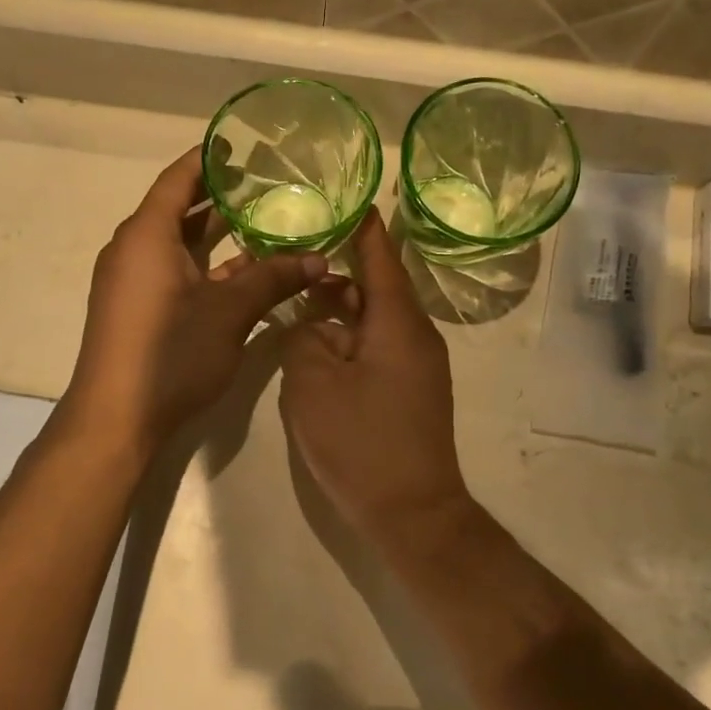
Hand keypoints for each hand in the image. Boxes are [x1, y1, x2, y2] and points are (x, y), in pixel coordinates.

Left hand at [61, 151, 327, 458]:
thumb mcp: (229, 312)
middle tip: (265, 183)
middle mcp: (134, 249)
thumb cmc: (170, 353)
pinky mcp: (138, 309)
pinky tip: (244, 271)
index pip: (179, 178)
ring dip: (217, 235)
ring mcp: (134, 281)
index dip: (209, 158)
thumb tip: (319, 258)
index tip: (240, 144)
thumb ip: (273, 279)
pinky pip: (174, 271)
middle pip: (179, 209)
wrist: (115, 419)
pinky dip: (206, 266)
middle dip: (220, 195)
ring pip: (179, 244)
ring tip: (263, 221)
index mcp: (148, 235)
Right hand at [279, 209, 472, 546]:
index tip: (341, 196)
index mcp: (398, 321)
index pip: (379, 255)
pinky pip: (377, 347)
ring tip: (295, 304)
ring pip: (373, 320)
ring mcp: (417, 365)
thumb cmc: (361, 442)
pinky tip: (316, 349)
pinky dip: (348, 339)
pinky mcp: (411, 390)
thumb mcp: (313, 383)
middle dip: (335, 273)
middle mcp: (415, 334)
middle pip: (374, 287)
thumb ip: (303, 338)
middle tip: (293, 257)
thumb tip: (310, 324)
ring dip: (337, 311)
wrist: (412, 513)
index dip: (360, 224)